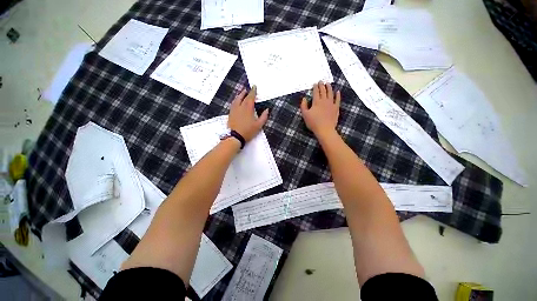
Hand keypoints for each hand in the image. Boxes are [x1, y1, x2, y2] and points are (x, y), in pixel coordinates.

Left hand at [228, 86, 268, 141]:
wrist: (235, 137)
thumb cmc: (248, 131)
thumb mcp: (258, 125)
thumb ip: (264, 117)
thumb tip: (267, 110)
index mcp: (248, 108)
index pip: (251, 97)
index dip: (253, 91)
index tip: (254, 87)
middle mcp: (240, 107)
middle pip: (243, 97)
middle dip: (246, 92)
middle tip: (248, 89)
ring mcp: (234, 110)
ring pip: (236, 100)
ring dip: (240, 95)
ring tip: (242, 93)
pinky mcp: (230, 114)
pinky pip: (233, 104)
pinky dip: (235, 100)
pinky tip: (236, 102)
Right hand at [300, 82, 340, 136]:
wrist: (325, 129)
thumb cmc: (313, 123)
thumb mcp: (305, 115)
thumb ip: (303, 106)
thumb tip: (304, 98)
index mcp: (316, 102)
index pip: (316, 92)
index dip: (315, 87)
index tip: (315, 83)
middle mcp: (324, 101)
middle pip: (323, 91)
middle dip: (322, 85)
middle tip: (321, 81)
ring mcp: (331, 104)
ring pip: (330, 93)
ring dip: (329, 87)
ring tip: (328, 83)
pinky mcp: (336, 108)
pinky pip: (337, 100)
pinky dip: (338, 95)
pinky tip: (338, 92)